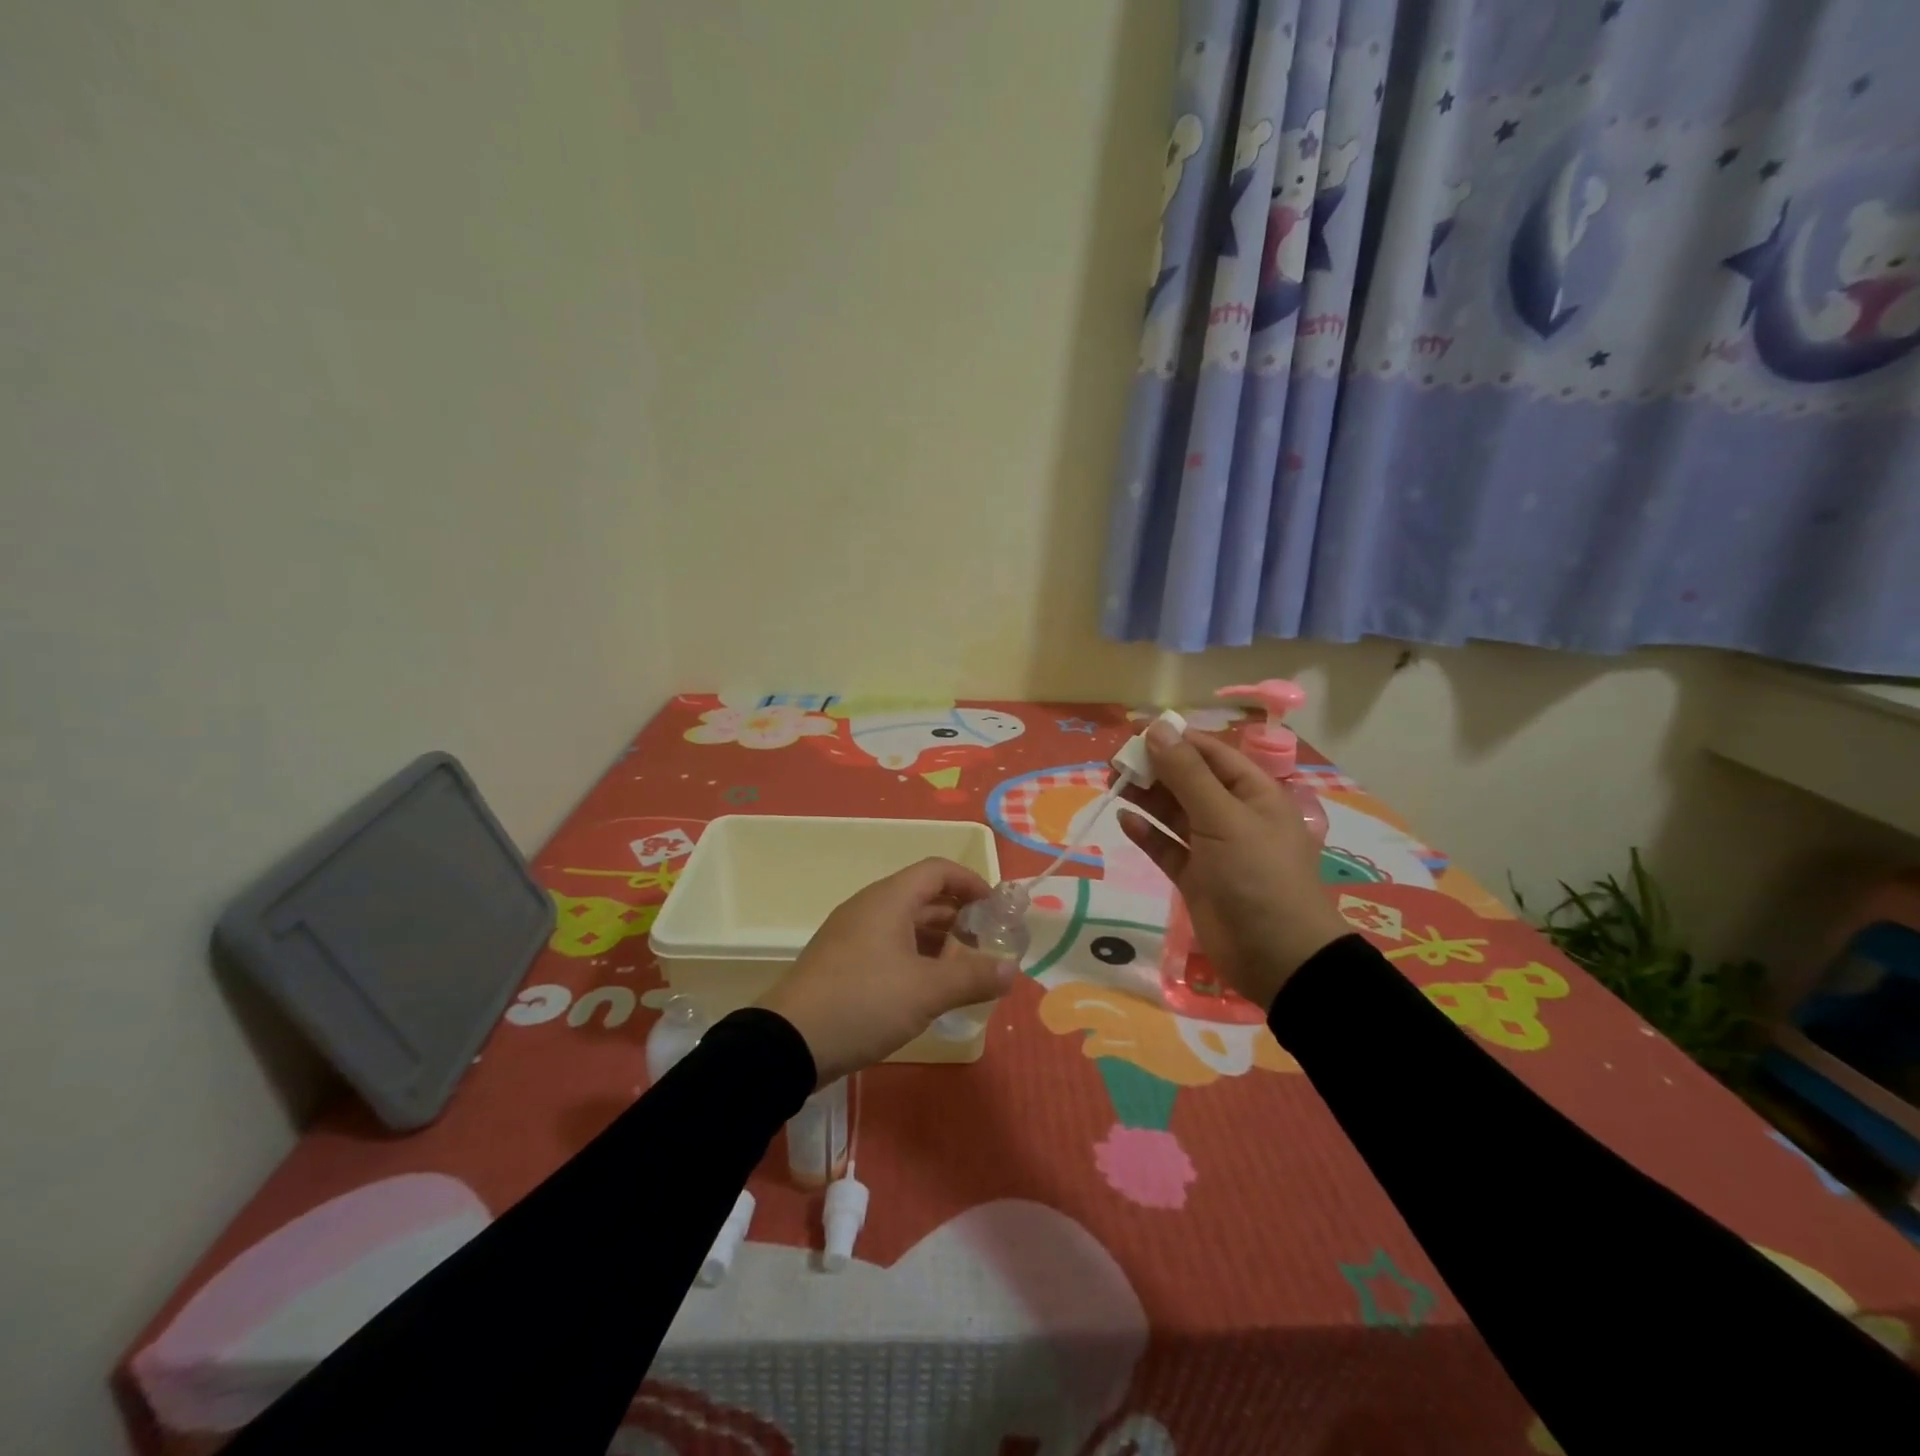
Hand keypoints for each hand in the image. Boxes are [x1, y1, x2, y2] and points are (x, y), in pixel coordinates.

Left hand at [757, 857, 1018, 1085]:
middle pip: (923, 897)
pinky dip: (915, 958)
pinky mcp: (842, 963)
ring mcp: (852, 935)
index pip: (938, 871)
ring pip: (905, 925)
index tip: (996, 909)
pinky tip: (929, 989)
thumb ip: (973, 977)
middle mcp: (870, 908)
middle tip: (988, 945)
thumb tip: (1012, 969)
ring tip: (965, 970)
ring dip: (938, 941)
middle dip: (959, 917)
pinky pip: (888, 947)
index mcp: (889, 899)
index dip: (971, 882)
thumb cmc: (864, 1002)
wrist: (788, 1043)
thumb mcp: (926, 991)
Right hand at [1118, 721, 1348, 1011]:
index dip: (1175, 740)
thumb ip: (1187, 774)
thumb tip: (1157, 728)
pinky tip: (1125, 821)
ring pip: (1174, 813)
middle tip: (1114, 762)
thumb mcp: (1224, 818)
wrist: (1277, 956)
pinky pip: (1167, 847)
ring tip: (1112, 783)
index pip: (1210, 753)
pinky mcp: (1195, 878)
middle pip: (1188, 780)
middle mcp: (1233, 815)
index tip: (1135, 733)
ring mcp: (1213, 848)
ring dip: (1146, 797)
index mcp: (1252, 793)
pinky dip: (1147, 834)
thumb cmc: (1258, 876)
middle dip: (1154, 768)